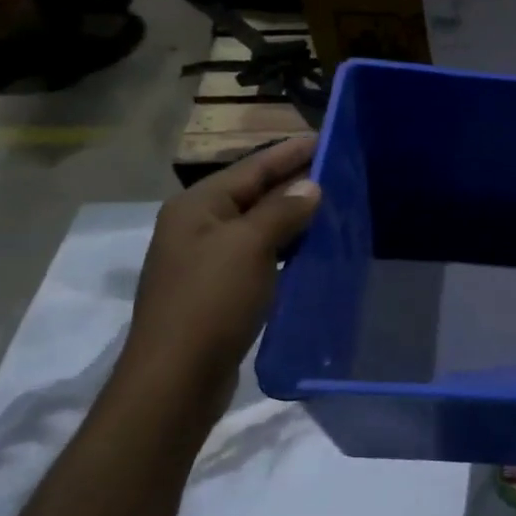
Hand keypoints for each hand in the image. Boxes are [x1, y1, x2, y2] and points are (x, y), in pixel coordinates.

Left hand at [119, 138, 320, 401]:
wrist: (177, 376)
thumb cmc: (210, 302)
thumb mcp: (249, 247)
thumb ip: (281, 212)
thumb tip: (310, 186)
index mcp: (197, 207)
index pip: (251, 168)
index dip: (289, 153)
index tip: (325, 138)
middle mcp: (197, 227)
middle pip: (253, 195)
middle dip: (293, 183)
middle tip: (339, 172)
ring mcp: (207, 261)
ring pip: (257, 227)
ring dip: (292, 218)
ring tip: (333, 208)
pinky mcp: (219, 292)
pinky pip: (258, 257)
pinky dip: (285, 250)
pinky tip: (312, 252)